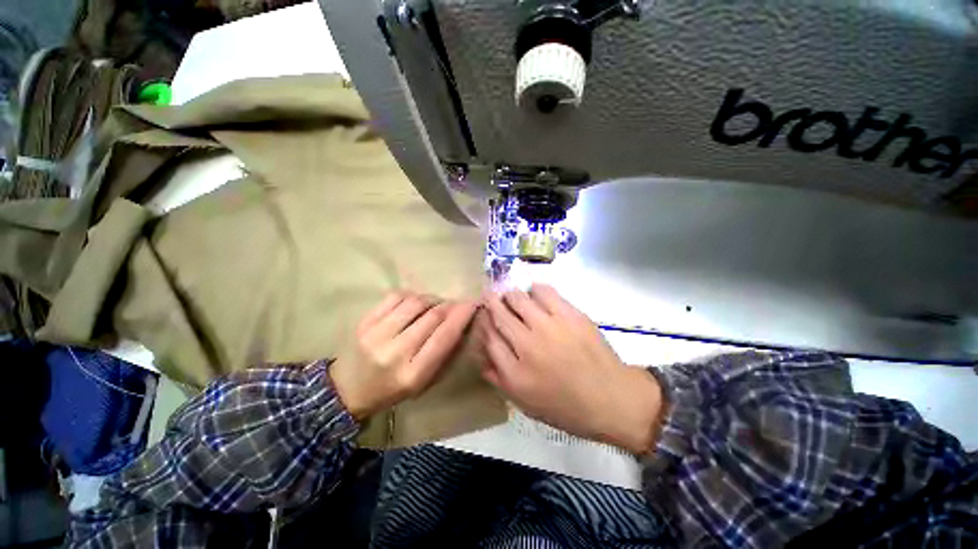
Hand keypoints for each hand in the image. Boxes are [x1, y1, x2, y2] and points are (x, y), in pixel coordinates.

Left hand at [330, 291, 476, 420]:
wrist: (346, 390)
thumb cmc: (392, 390)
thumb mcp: (424, 382)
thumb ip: (445, 353)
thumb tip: (461, 323)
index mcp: (413, 374)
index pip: (444, 336)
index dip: (461, 316)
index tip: (473, 303)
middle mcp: (395, 352)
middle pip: (432, 316)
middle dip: (450, 305)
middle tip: (457, 304)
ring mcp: (376, 334)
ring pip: (415, 302)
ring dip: (433, 299)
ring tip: (436, 304)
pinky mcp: (364, 321)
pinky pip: (395, 297)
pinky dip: (412, 295)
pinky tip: (416, 303)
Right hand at [478, 284, 663, 454]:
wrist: (612, 398)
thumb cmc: (566, 406)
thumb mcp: (525, 403)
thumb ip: (499, 379)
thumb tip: (481, 355)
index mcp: (515, 373)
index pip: (489, 338)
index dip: (484, 323)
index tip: (484, 316)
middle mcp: (528, 346)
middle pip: (499, 313)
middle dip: (491, 302)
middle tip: (490, 296)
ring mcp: (550, 327)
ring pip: (518, 298)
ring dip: (510, 294)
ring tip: (512, 296)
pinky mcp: (570, 315)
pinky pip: (544, 292)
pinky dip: (535, 289)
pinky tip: (534, 293)